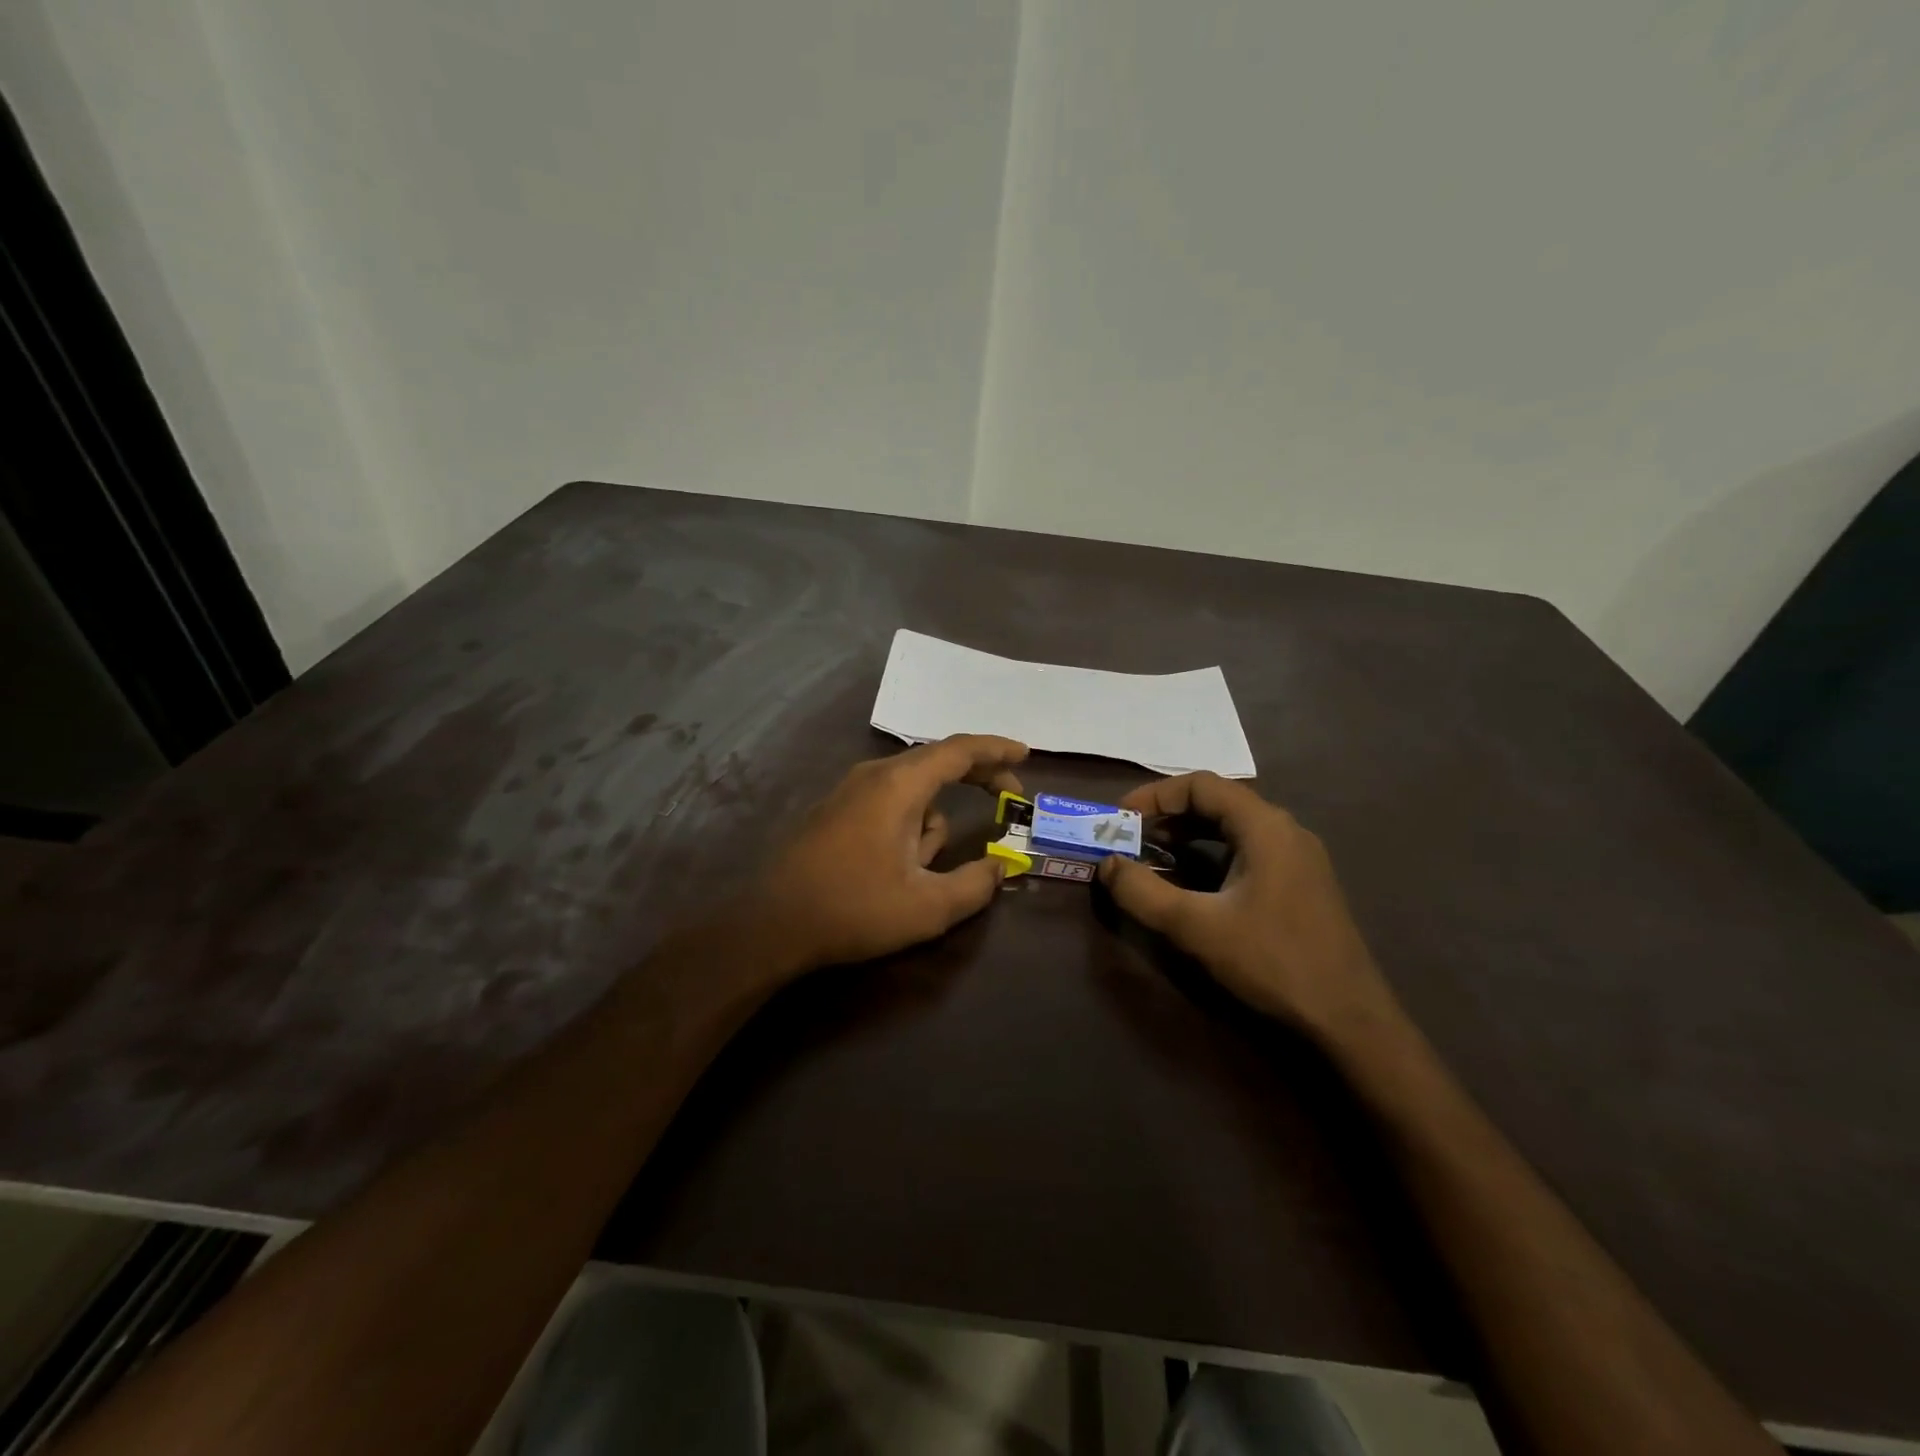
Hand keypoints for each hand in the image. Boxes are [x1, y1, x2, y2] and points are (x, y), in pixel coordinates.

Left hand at [754, 735, 1028, 969]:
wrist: (772, 924)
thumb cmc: (853, 909)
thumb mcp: (927, 907)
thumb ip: (975, 884)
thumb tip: (1000, 866)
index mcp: (899, 785)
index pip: (959, 750)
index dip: (996, 749)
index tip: (1025, 755)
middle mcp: (874, 776)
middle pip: (937, 761)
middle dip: (975, 778)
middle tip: (1007, 797)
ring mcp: (850, 790)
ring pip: (913, 792)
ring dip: (933, 821)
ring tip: (922, 874)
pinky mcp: (835, 810)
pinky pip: (889, 803)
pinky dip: (909, 824)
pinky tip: (896, 870)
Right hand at [1097, 773, 1392, 1035]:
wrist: (1348, 1019)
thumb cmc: (1271, 961)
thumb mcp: (1195, 926)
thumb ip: (1142, 892)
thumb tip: (1106, 864)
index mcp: (1264, 826)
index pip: (1201, 785)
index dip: (1154, 795)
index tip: (1120, 818)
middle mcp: (1285, 830)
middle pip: (1218, 801)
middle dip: (1168, 814)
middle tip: (1131, 837)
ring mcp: (1298, 857)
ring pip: (1234, 826)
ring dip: (1189, 834)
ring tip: (1154, 855)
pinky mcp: (1302, 882)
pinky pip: (1248, 849)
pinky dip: (1212, 853)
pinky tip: (1194, 881)